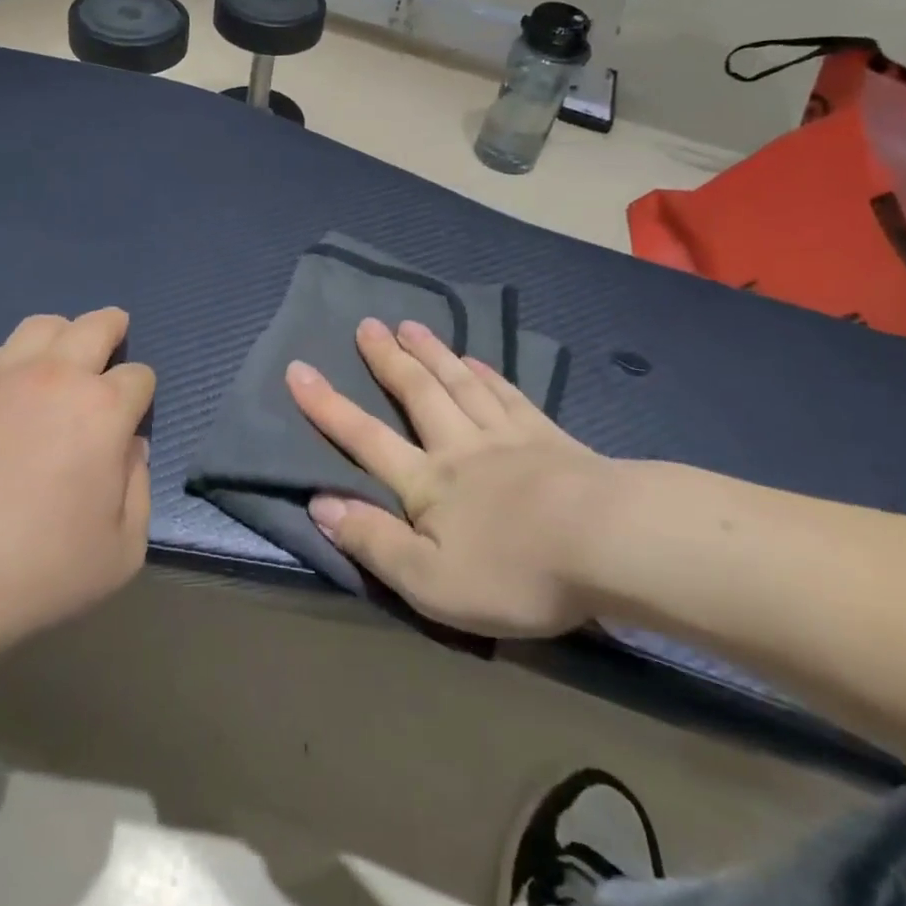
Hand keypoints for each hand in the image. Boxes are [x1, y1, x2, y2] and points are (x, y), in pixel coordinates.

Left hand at [0, 309, 153, 662]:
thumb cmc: (34, 573)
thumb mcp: (121, 552)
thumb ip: (139, 489)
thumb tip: (129, 448)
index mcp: (102, 410)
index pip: (138, 376)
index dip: (141, 394)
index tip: (130, 417)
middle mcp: (55, 377)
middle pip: (96, 325)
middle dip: (113, 328)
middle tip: (115, 336)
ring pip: (42, 326)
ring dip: (64, 335)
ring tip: (61, 359)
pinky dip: (15, 362)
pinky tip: (7, 396)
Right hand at [288, 318, 614, 638]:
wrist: (607, 542)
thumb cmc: (514, 572)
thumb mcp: (430, 581)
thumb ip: (373, 541)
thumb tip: (319, 503)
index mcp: (428, 483)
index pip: (365, 438)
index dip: (327, 407)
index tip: (298, 369)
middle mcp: (460, 446)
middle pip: (416, 394)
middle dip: (387, 360)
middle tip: (367, 324)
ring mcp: (506, 436)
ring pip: (459, 383)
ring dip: (431, 352)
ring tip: (410, 325)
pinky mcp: (548, 436)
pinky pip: (507, 394)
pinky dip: (487, 373)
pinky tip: (477, 359)